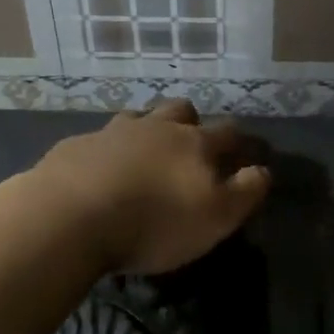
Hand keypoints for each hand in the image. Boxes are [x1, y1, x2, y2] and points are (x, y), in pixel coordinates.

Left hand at [26, 100, 269, 273]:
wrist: (69, 218)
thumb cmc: (154, 222)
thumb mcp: (216, 217)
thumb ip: (246, 192)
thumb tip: (263, 170)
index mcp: (194, 143)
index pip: (228, 132)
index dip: (241, 143)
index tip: (246, 155)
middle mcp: (156, 128)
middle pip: (181, 110)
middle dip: (191, 123)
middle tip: (190, 147)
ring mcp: (112, 132)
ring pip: (138, 118)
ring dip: (147, 131)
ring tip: (144, 155)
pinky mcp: (75, 146)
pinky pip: (98, 140)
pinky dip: (106, 151)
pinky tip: (100, 173)